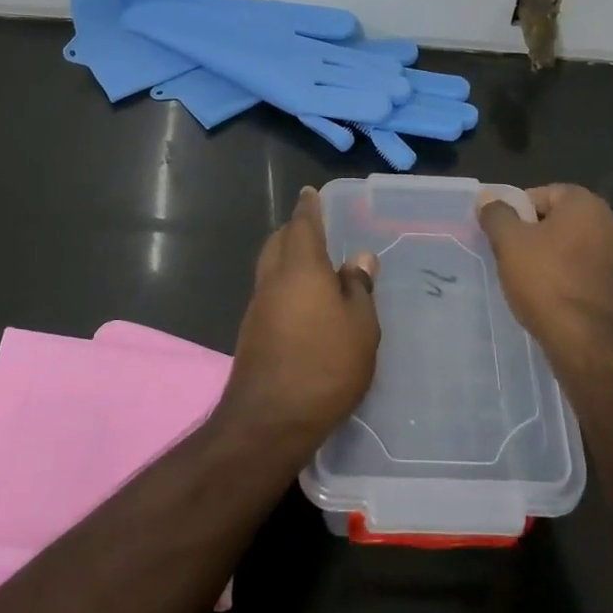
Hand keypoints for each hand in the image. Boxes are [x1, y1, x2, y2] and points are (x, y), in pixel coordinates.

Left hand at [219, 187, 380, 454]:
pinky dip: (285, 285)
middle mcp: (273, 280)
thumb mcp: (360, 327)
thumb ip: (359, 288)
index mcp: (301, 268)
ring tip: (315, 265)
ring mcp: (258, 307)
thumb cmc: (324, 365)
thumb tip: (359, 258)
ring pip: (271, 268)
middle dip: (295, 230)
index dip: (309, 207)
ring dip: (288, 258)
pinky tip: (304, 304)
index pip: (303, 224)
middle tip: (316, 229)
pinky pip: (270, 293)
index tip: (309, 192)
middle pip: (279, 242)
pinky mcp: (252, 333)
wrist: (269, 421)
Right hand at [479, 184, 612, 370]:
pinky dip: (570, 280)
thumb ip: (497, 214)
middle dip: (536, 235)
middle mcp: (611, 223)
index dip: (518, 211)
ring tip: (530, 282)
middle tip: (511, 257)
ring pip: (576, 249)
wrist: (591, 343)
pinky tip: (553, 300)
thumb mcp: (509, 243)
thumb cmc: (547, 282)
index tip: (502, 235)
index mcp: (586, 204)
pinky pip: (588, 274)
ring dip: (554, 259)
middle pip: (561, 220)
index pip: (544, 193)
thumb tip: (488, 198)